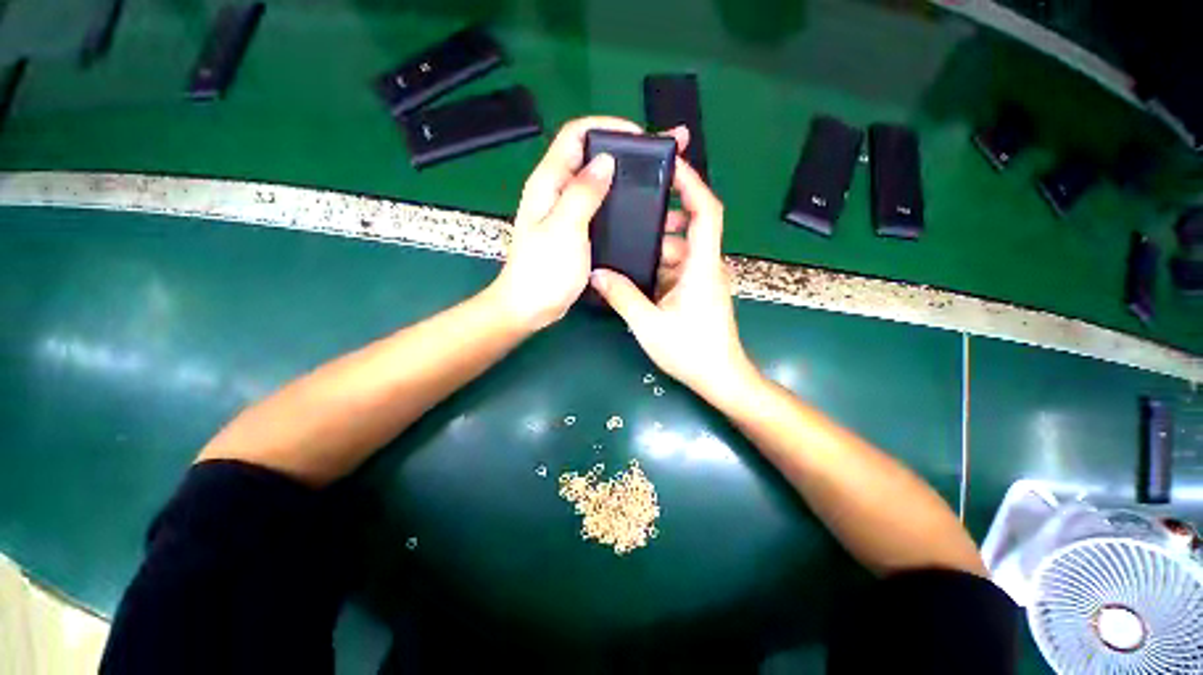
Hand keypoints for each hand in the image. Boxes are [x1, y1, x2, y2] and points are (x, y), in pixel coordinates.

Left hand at [489, 117, 688, 331]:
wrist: (531, 306)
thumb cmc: (544, 271)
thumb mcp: (564, 229)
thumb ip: (583, 193)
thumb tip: (606, 161)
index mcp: (549, 182)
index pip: (576, 135)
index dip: (607, 127)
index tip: (640, 137)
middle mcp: (557, 190)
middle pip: (590, 155)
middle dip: (624, 150)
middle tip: (658, 157)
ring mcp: (567, 211)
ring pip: (597, 182)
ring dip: (624, 177)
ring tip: (656, 181)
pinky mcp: (576, 229)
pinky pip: (599, 206)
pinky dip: (619, 201)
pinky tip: (638, 208)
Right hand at [589, 160, 757, 405]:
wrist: (720, 378)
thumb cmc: (691, 351)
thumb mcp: (649, 324)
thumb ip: (623, 296)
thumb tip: (597, 274)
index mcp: (702, 267)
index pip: (706, 212)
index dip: (692, 184)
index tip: (671, 166)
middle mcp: (707, 267)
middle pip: (690, 229)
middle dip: (664, 218)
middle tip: (633, 212)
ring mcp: (704, 280)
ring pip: (681, 251)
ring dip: (658, 247)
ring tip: (628, 244)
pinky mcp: (698, 293)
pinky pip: (679, 269)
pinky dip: (660, 266)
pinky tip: (637, 272)